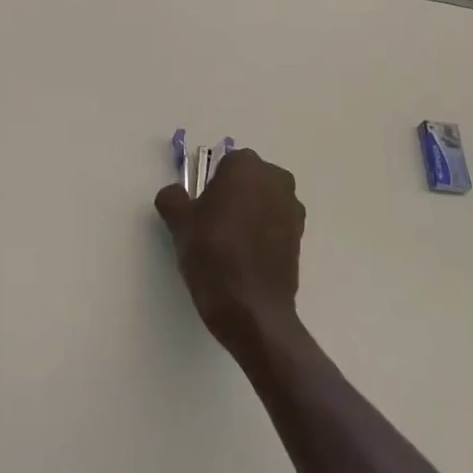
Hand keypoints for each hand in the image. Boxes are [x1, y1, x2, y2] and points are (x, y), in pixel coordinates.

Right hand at [154, 148, 305, 357]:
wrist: (251, 309)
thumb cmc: (213, 255)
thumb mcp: (179, 223)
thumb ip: (172, 198)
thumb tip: (174, 194)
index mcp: (245, 166)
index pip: (224, 164)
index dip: (210, 185)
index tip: (201, 210)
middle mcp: (275, 178)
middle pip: (247, 179)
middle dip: (234, 195)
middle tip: (214, 225)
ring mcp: (292, 207)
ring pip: (263, 201)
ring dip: (251, 213)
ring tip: (231, 244)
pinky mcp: (301, 236)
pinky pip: (276, 223)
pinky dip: (264, 233)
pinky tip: (248, 258)